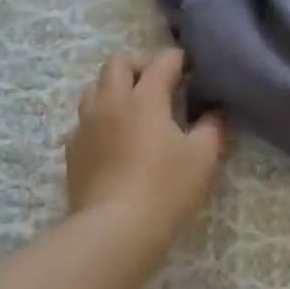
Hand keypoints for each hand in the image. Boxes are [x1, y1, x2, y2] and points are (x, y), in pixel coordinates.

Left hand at [65, 49, 226, 245]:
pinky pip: (84, 121)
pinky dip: (101, 119)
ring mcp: (86, 125)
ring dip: (115, 88)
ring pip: (95, 88)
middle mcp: (110, 102)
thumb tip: (216, 111)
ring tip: (134, 109)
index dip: (179, 60)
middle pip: (118, 63)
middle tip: (159, 84)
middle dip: (140, 64)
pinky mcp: (73, 149)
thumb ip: (212, 127)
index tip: (191, 69)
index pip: (162, 62)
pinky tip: (114, 140)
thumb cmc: (165, 188)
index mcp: (144, 98)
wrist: (115, 228)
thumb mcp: (202, 157)